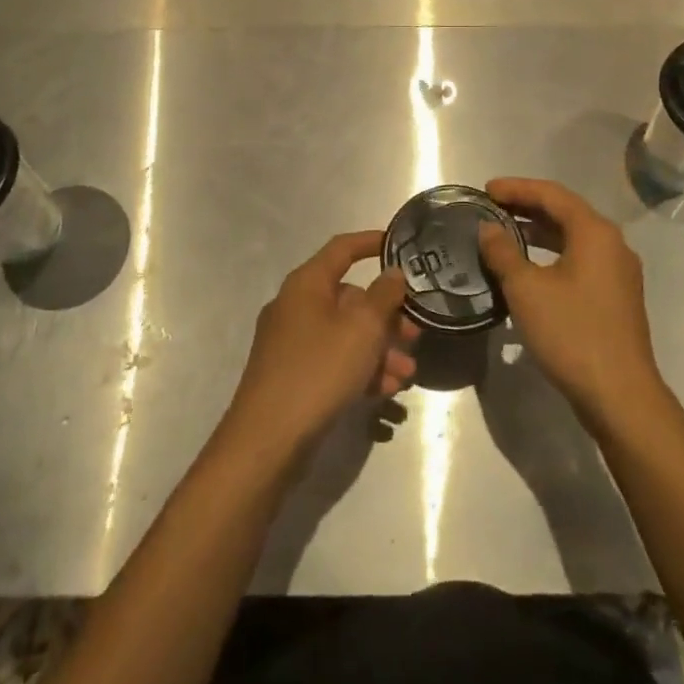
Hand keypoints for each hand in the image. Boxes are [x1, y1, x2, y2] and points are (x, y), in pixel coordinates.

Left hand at [222, 231, 420, 461]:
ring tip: (406, 374)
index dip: (371, 242)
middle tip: (416, 334)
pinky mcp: (293, 376)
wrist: (267, 441)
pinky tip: (387, 392)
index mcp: (306, 284)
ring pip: (345, 333)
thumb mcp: (362, 329)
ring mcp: (291, 343)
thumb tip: (392, 272)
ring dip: (379, 349)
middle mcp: (295, 306)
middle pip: (349, 298)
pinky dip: (360, 370)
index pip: (342, 248)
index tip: (399, 244)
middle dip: (387, 316)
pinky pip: (334, 360)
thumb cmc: (318, 371)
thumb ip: (383, 296)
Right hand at [478, 178, 664, 433]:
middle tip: (491, 208)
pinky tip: (529, 268)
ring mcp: (618, 271)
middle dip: (527, 207)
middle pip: (565, 212)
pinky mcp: (616, 296)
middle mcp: (612, 243)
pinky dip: (552, 254)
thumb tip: (487, 229)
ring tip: (504, 233)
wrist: (620, 395)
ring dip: (539, 231)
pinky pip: (580, 259)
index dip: (516, 188)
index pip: (552, 194)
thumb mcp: (527, 290)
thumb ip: (503, 252)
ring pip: (573, 237)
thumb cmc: (572, 333)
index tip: (485, 189)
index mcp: (594, 232)